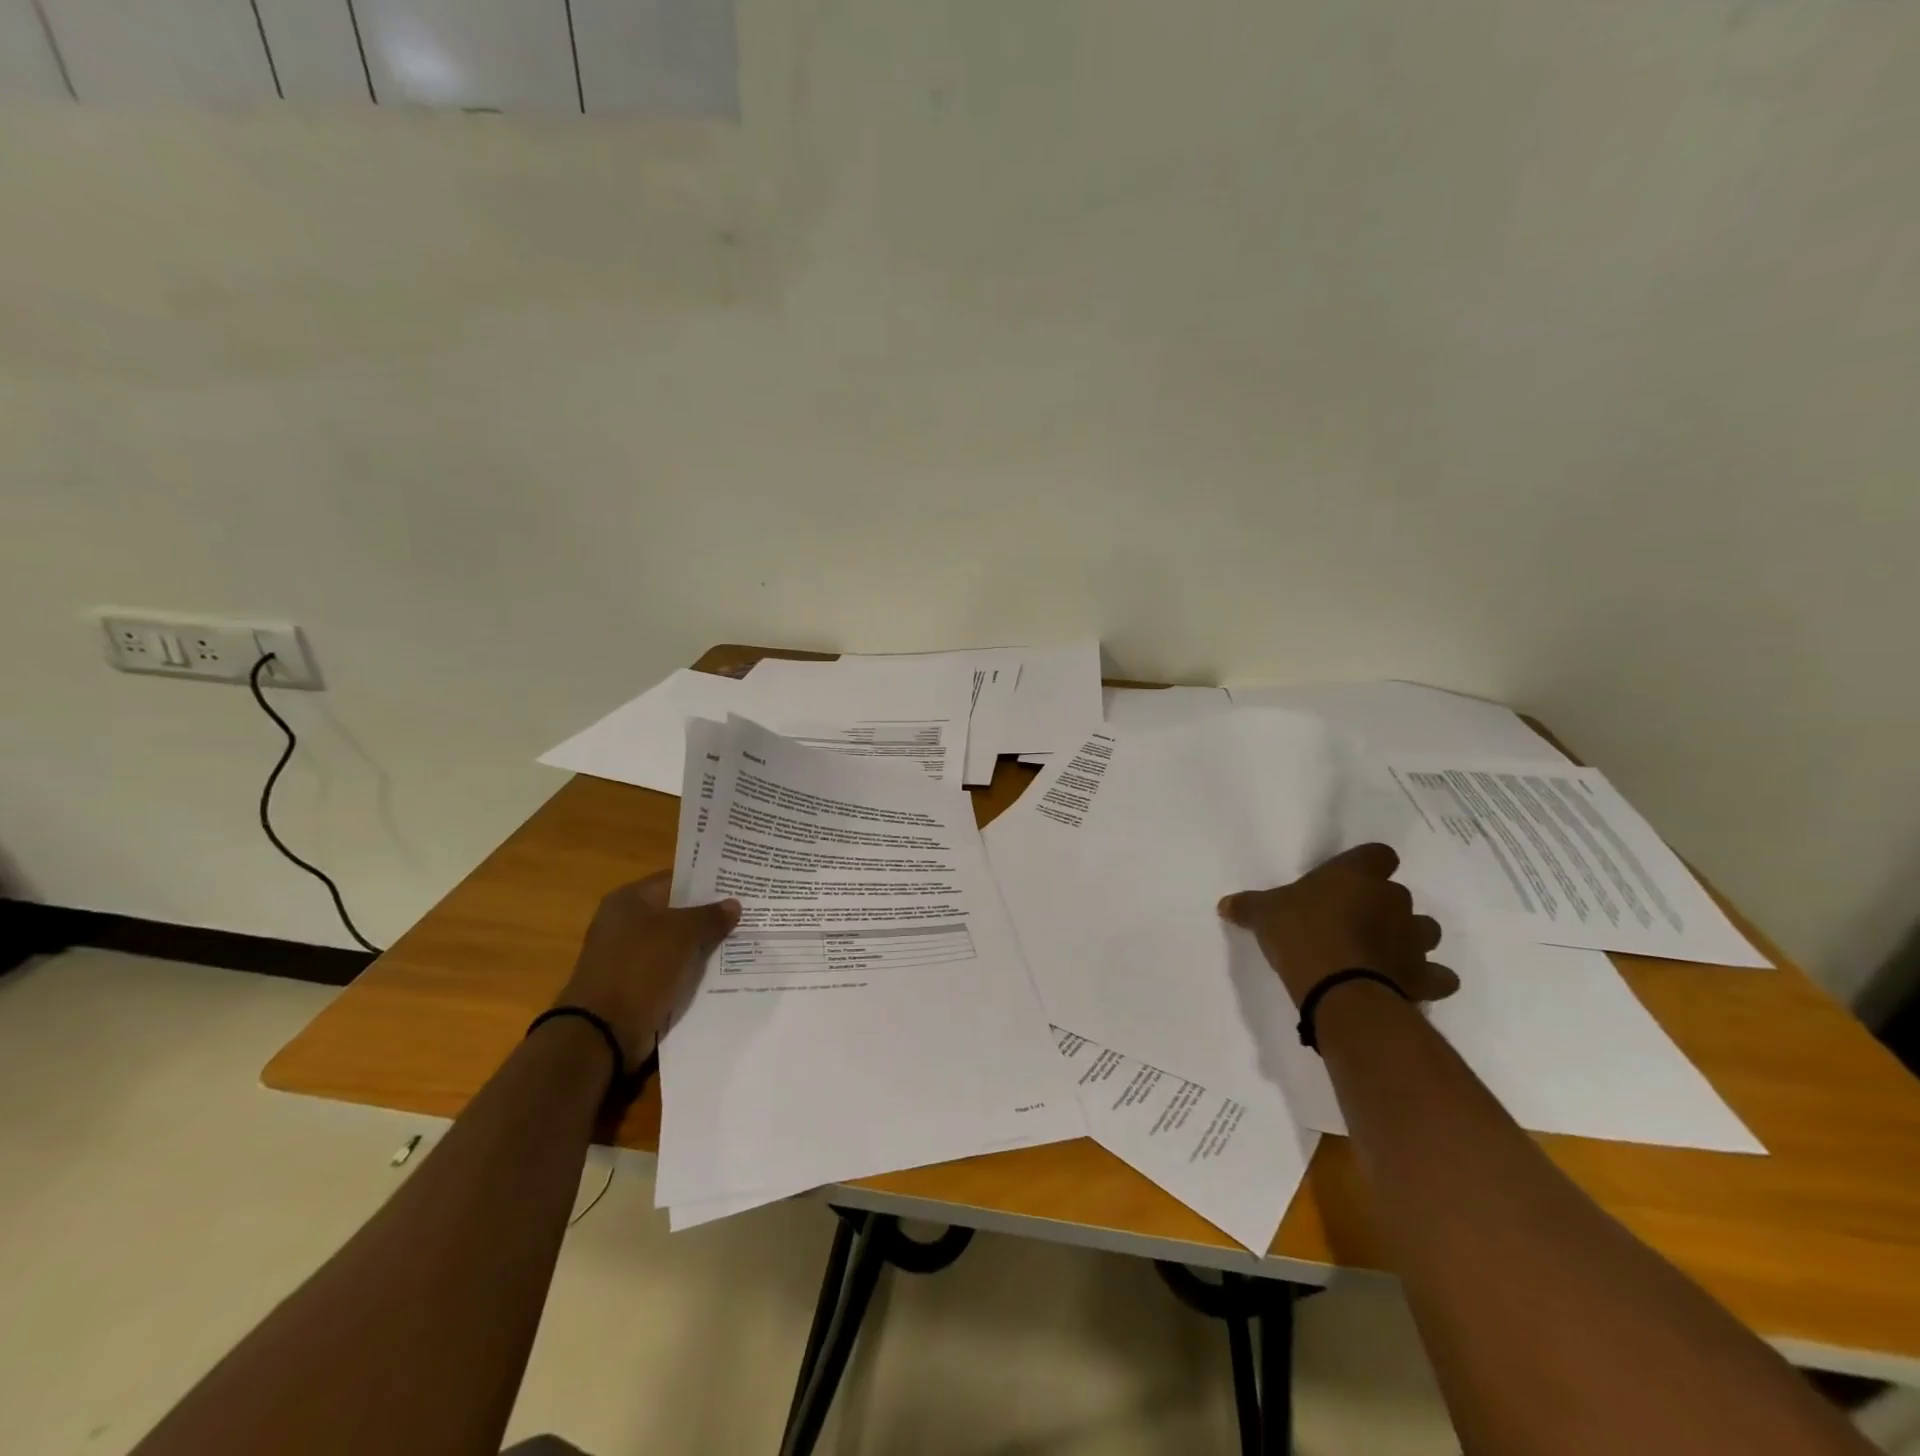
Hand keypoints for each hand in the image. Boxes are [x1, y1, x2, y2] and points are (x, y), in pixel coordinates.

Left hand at [555, 873, 740, 1067]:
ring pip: (676, 942)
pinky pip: (671, 968)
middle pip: (677, 911)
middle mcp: (625, 922)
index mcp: (629, 899)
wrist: (603, 1032)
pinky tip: (722, 970)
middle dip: (709, 915)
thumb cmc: (641, 968)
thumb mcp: (683, 935)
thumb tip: (733, 904)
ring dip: (703, 944)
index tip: (739, 885)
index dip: (708, 881)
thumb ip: (710, 916)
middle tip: (747, 913)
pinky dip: (691, 969)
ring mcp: (628, 955)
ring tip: (742, 940)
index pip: (676, 879)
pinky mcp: (634, 984)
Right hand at [1218, 843, 1457, 1007]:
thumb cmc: (1300, 934)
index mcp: (1356, 874)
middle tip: (1352, 922)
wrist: (1339, 988)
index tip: (1350, 881)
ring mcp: (1413, 938)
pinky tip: (1406, 983)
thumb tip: (1224, 904)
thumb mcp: (1264, 914)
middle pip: (1400, 894)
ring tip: (1381, 952)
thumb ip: (1248, 906)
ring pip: (1425, 930)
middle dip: (1383, 907)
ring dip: (1409, 938)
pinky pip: (1437, 975)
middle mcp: (1392, 900)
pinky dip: (1428, 978)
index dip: (1368, 866)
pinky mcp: (1424, 976)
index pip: (1379, 855)